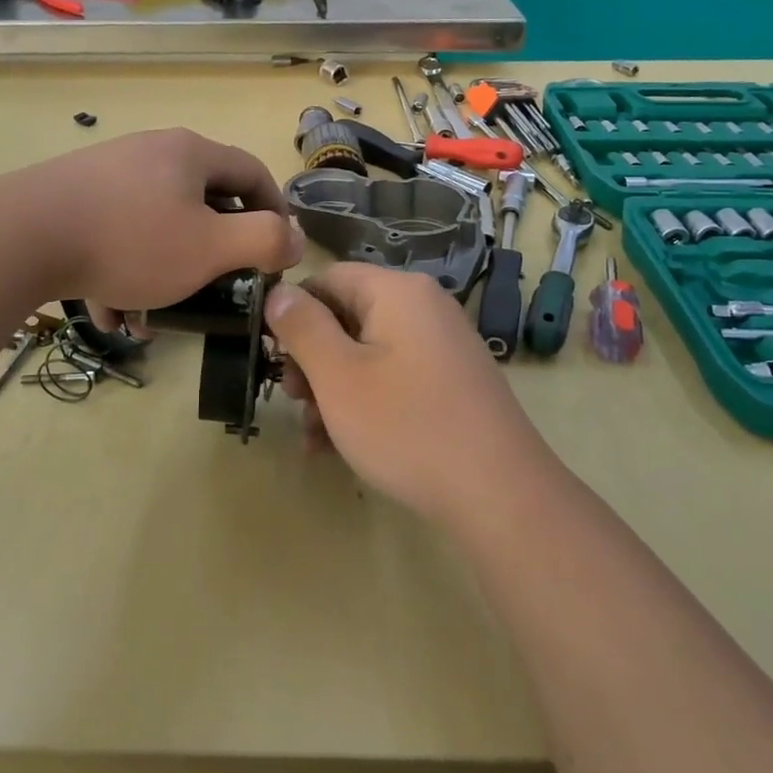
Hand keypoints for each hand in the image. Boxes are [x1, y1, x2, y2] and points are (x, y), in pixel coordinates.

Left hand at [13, 128, 305, 313]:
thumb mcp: (210, 247)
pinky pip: (116, 235)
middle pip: (202, 200)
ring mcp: (108, 173)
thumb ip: (264, 240)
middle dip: (213, 251)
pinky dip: (123, 271)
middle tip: (218, 287)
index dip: (274, 212)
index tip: (276, 254)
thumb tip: (294, 239)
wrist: (20, 236)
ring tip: (154, 317)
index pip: (253, 173)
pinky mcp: (73, 198)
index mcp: (190, 153)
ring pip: (155, 226)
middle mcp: (151, 152)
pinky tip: (112, 312)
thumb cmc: (131, 240)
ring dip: (164, 272)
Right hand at [265, 264, 550, 524]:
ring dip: (332, 391)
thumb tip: (278, 292)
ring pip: (367, 355)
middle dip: (312, 361)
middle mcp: (424, 308)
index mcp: (398, 291)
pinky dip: (364, 404)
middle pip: (347, 318)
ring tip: (314, 437)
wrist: (499, 494)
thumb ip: (302, 327)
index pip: (328, 278)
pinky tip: (341, 448)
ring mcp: (441, 347)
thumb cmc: (406, 425)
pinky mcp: (450, 383)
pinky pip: (393, 379)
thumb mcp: (338, 376)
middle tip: (292, 401)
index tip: (272, 356)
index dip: (293, 312)